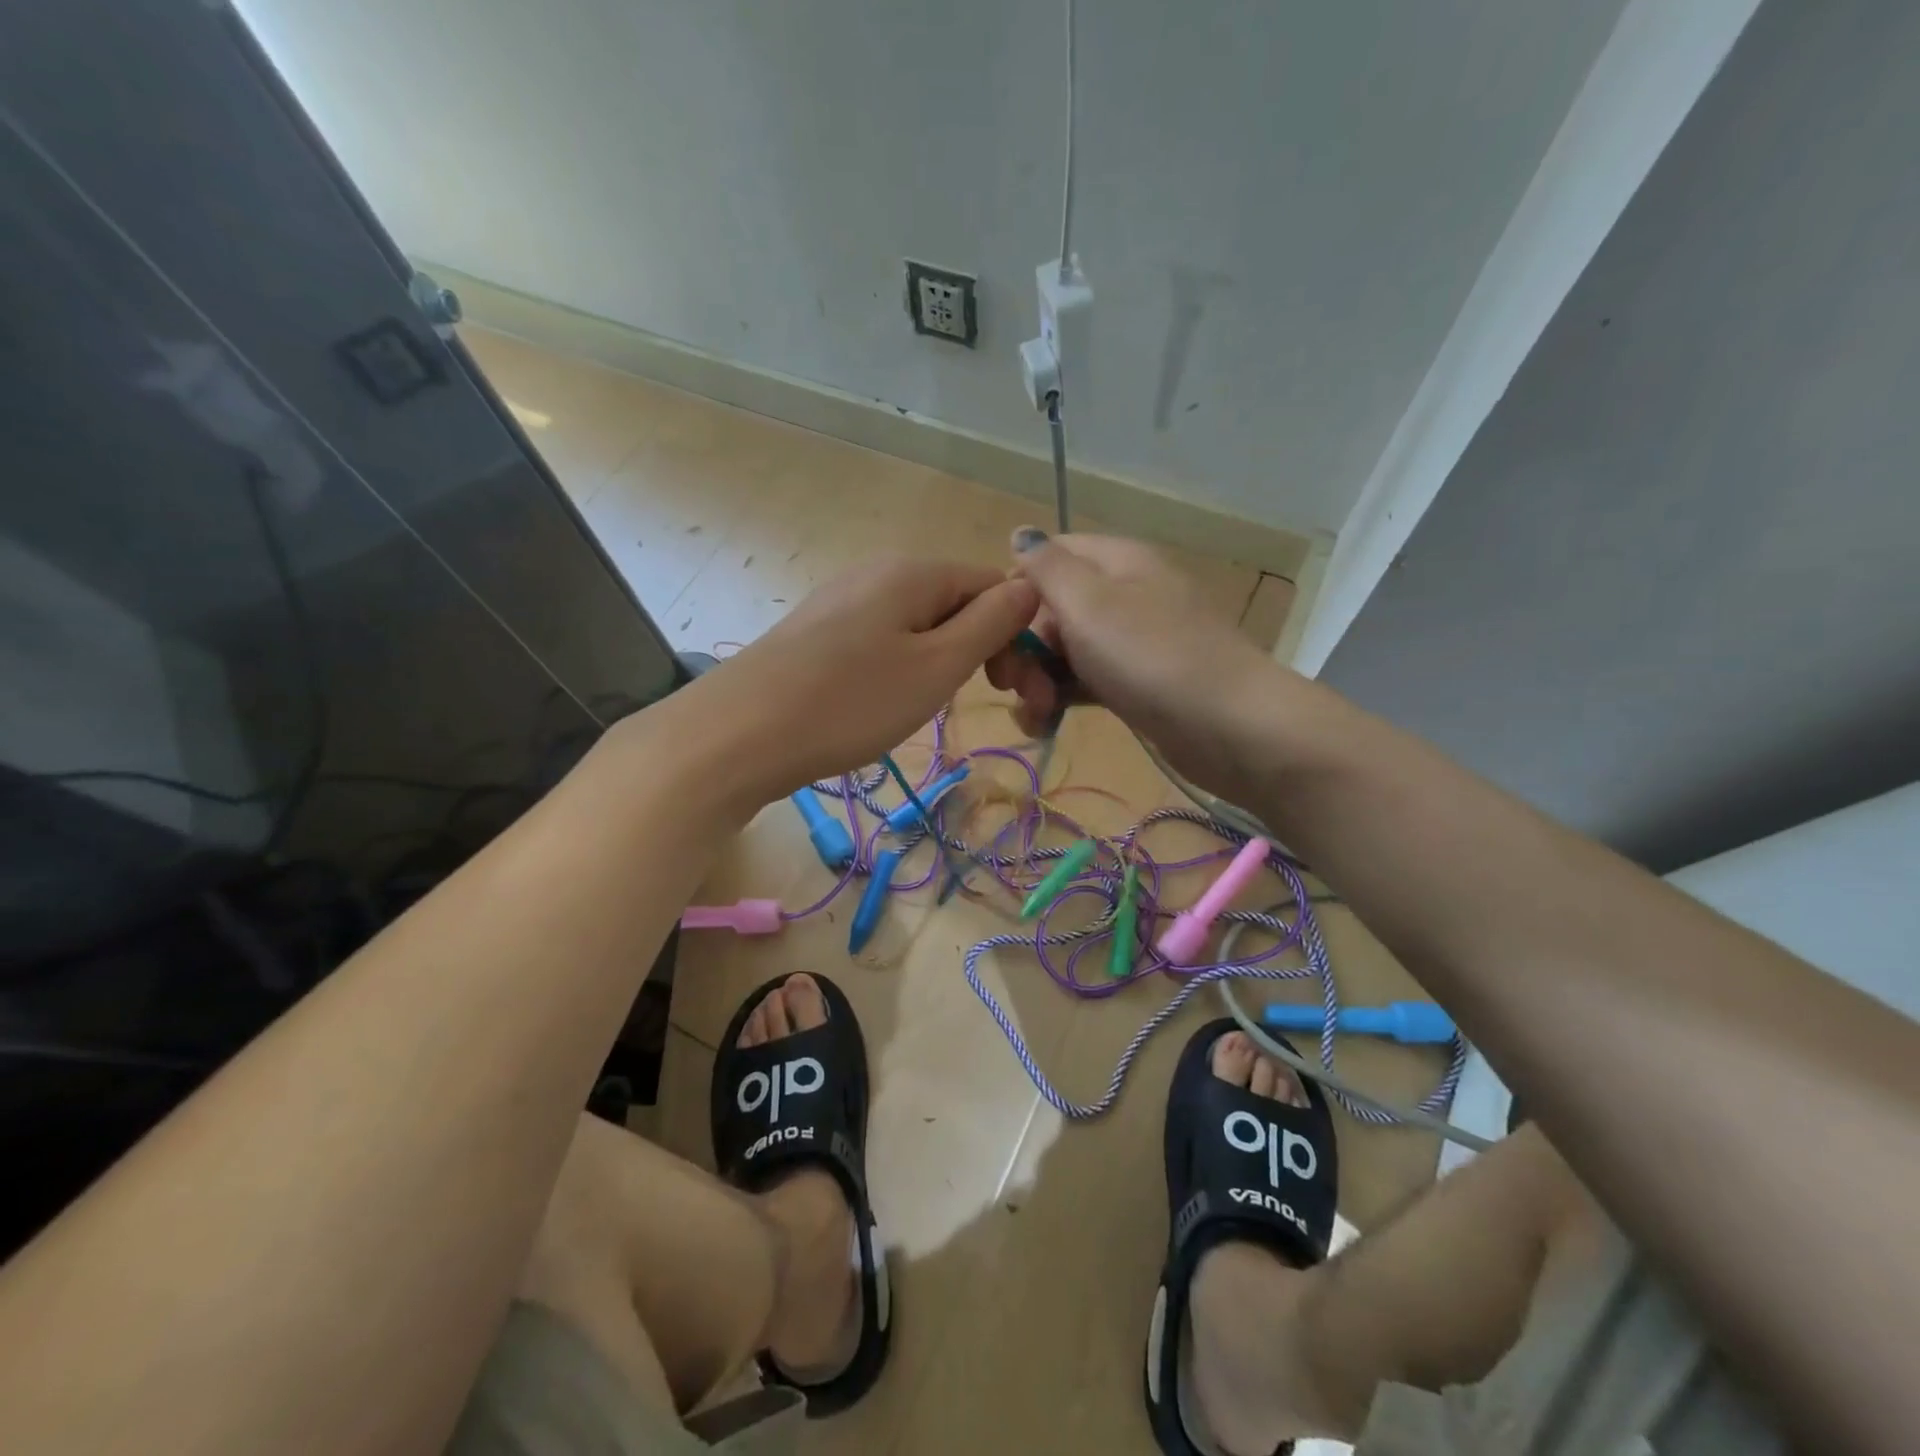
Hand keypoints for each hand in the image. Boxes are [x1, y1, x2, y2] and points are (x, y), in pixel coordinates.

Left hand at [688, 556, 1037, 804]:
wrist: (739, 734)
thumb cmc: (851, 702)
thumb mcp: (937, 666)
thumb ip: (991, 623)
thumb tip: (1030, 586)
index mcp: (915, 570)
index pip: (994, 585)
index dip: (1016, 635)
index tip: (1012, 690)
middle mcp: (879, 571)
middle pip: (956, 602)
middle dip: (981, 649)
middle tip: (981, 702)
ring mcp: (843, 599)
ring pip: (920, 624)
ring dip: (942, 661)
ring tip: (926, 705)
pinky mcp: (819, 631)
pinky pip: (883, 639)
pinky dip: (902, 667)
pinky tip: (885, 700)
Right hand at [985, 529, 1286, 794]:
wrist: (1229, 725)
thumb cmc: (1150, 655)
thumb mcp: (1088, 601)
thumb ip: (1046, 566)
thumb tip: (1020, 532)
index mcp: (1114, 560)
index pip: (1047, 556)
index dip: (1013, 591)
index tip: (995, 632)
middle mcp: (1122, 593)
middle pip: (1051, 608)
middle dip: (1023, 646)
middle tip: (1015, 685)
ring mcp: (1131, 641)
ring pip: (1064, 650)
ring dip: (1037, 680)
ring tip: (1034, 713)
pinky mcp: (1136, 683)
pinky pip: (1085, 681)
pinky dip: (1061, 699)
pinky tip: (1044, 724)